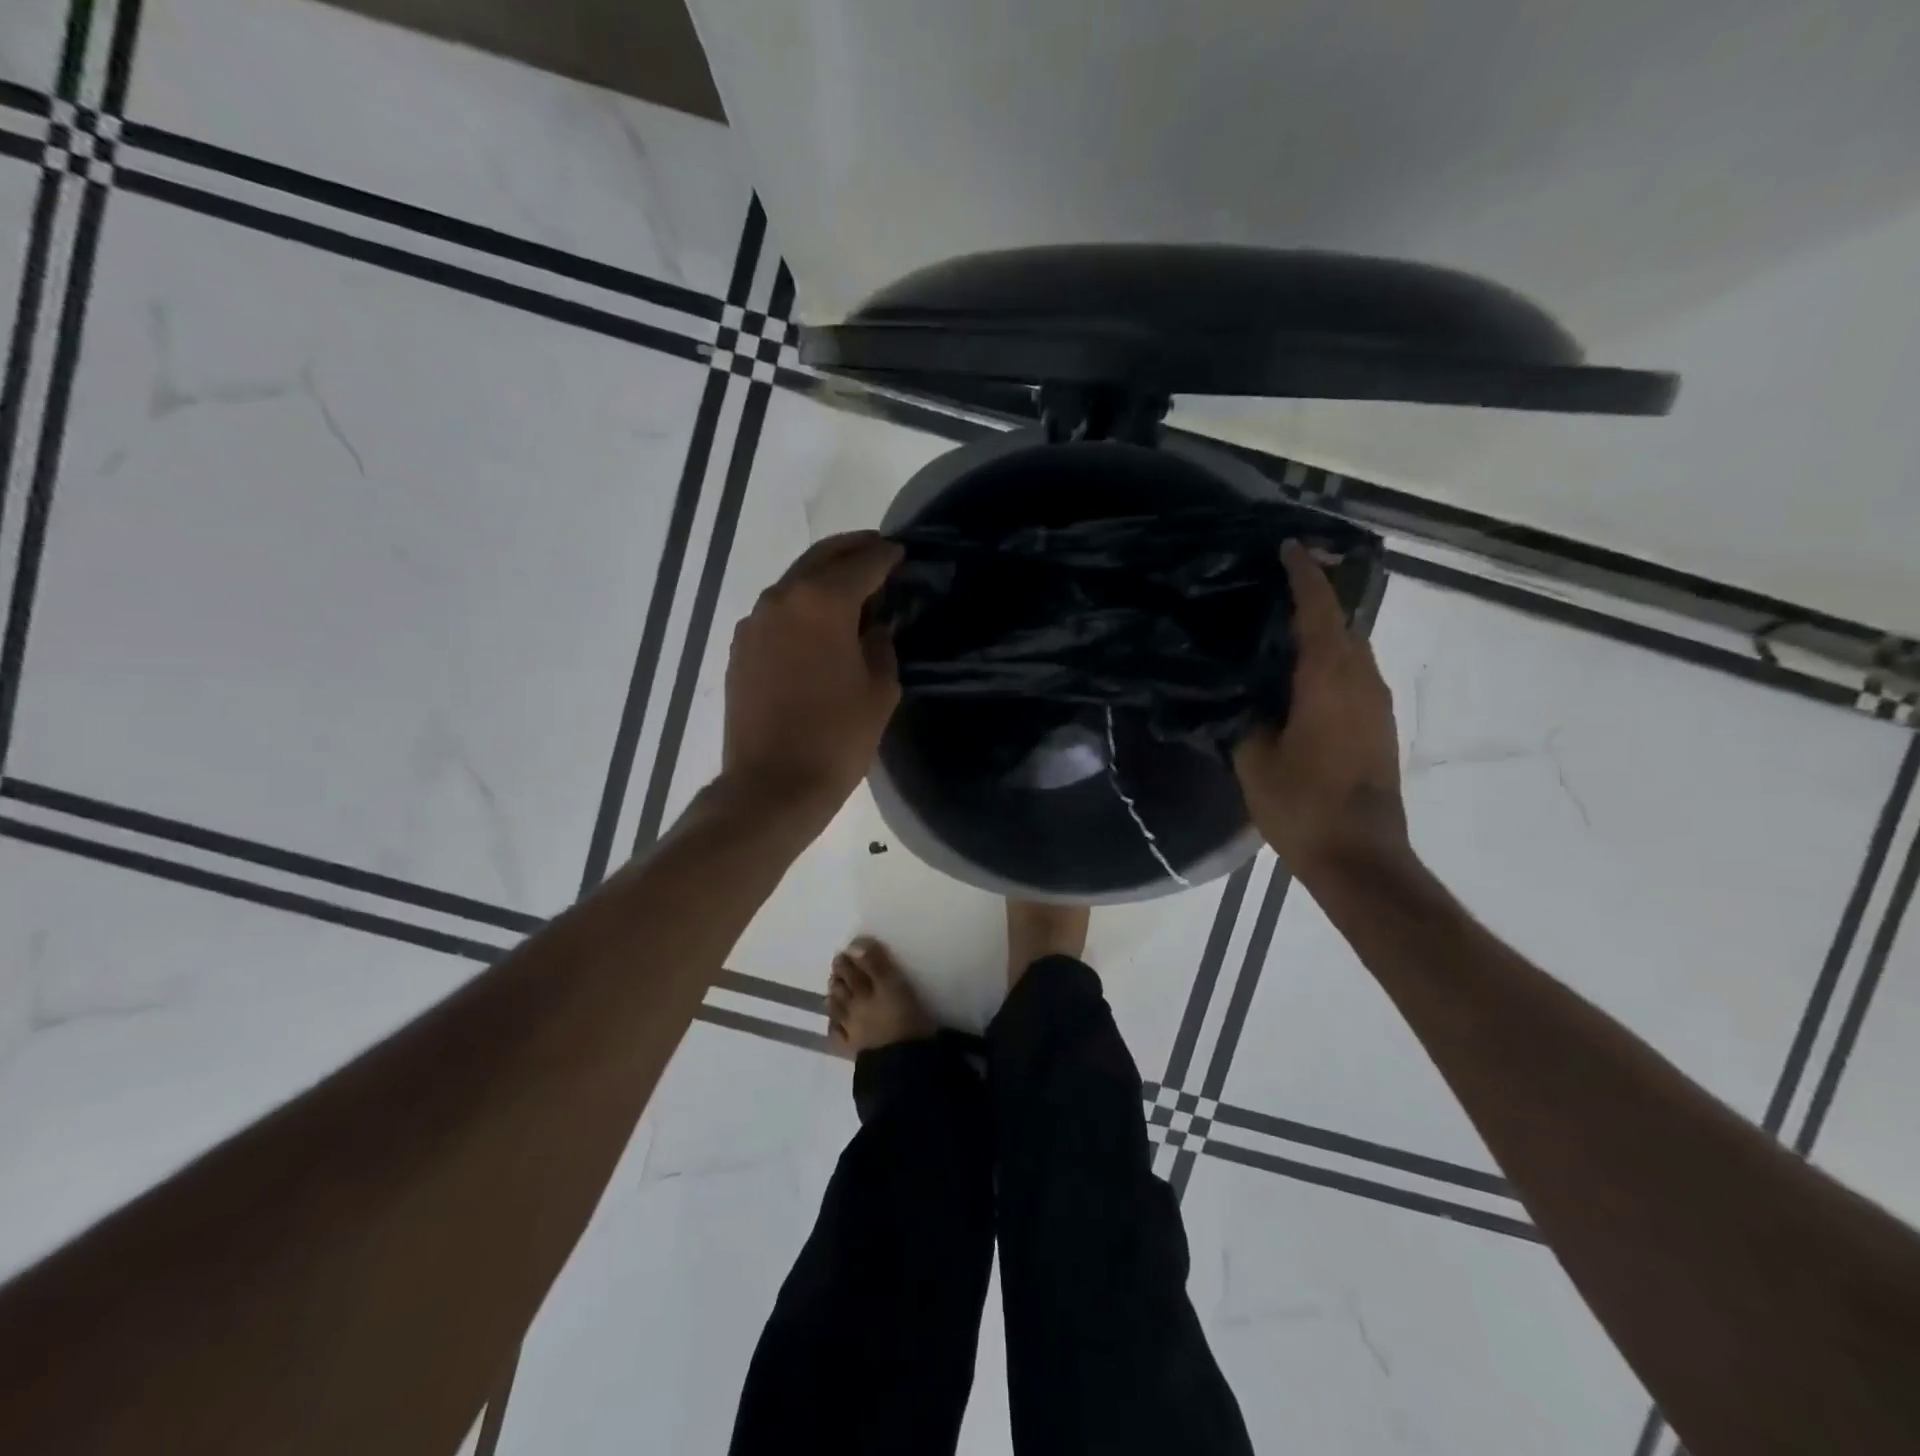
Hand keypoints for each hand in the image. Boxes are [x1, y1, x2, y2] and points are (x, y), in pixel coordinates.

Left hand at [722, 532, 904, 821]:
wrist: (772, 785)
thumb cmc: (837, 737)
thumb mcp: (879, 690)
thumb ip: (881, 646)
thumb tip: (873, 628)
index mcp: (822, 602)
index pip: (862, 563)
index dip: (885, 555)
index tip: (901, 552)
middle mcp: (782, 599)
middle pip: (821, 559)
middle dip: (851, 551)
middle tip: (877, 552)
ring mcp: (755, 623)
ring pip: (795, 583)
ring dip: (823, 578)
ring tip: (851, 590)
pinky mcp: (740, 649)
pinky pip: (777, 612)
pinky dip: (801, 606)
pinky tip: (818, 625)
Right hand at [1234, 542, 1408, 882]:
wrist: (1360, 857)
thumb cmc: (1303, 806)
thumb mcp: (1254, 760)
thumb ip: (1244, 717)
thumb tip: (1236, 692)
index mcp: (1329, 679)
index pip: (1319, 610)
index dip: (1304, 575)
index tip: (1287, 547)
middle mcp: (1362, 680)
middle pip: (1343, 622)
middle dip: (1315, 597)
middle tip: (1271, 586)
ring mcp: (1375, 703)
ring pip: (1352, 648)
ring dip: (1323, 629)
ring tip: (1279, 625)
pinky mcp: (1378, 724)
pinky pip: (1355, 673)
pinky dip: (1329, 658)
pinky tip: (1298, 673)